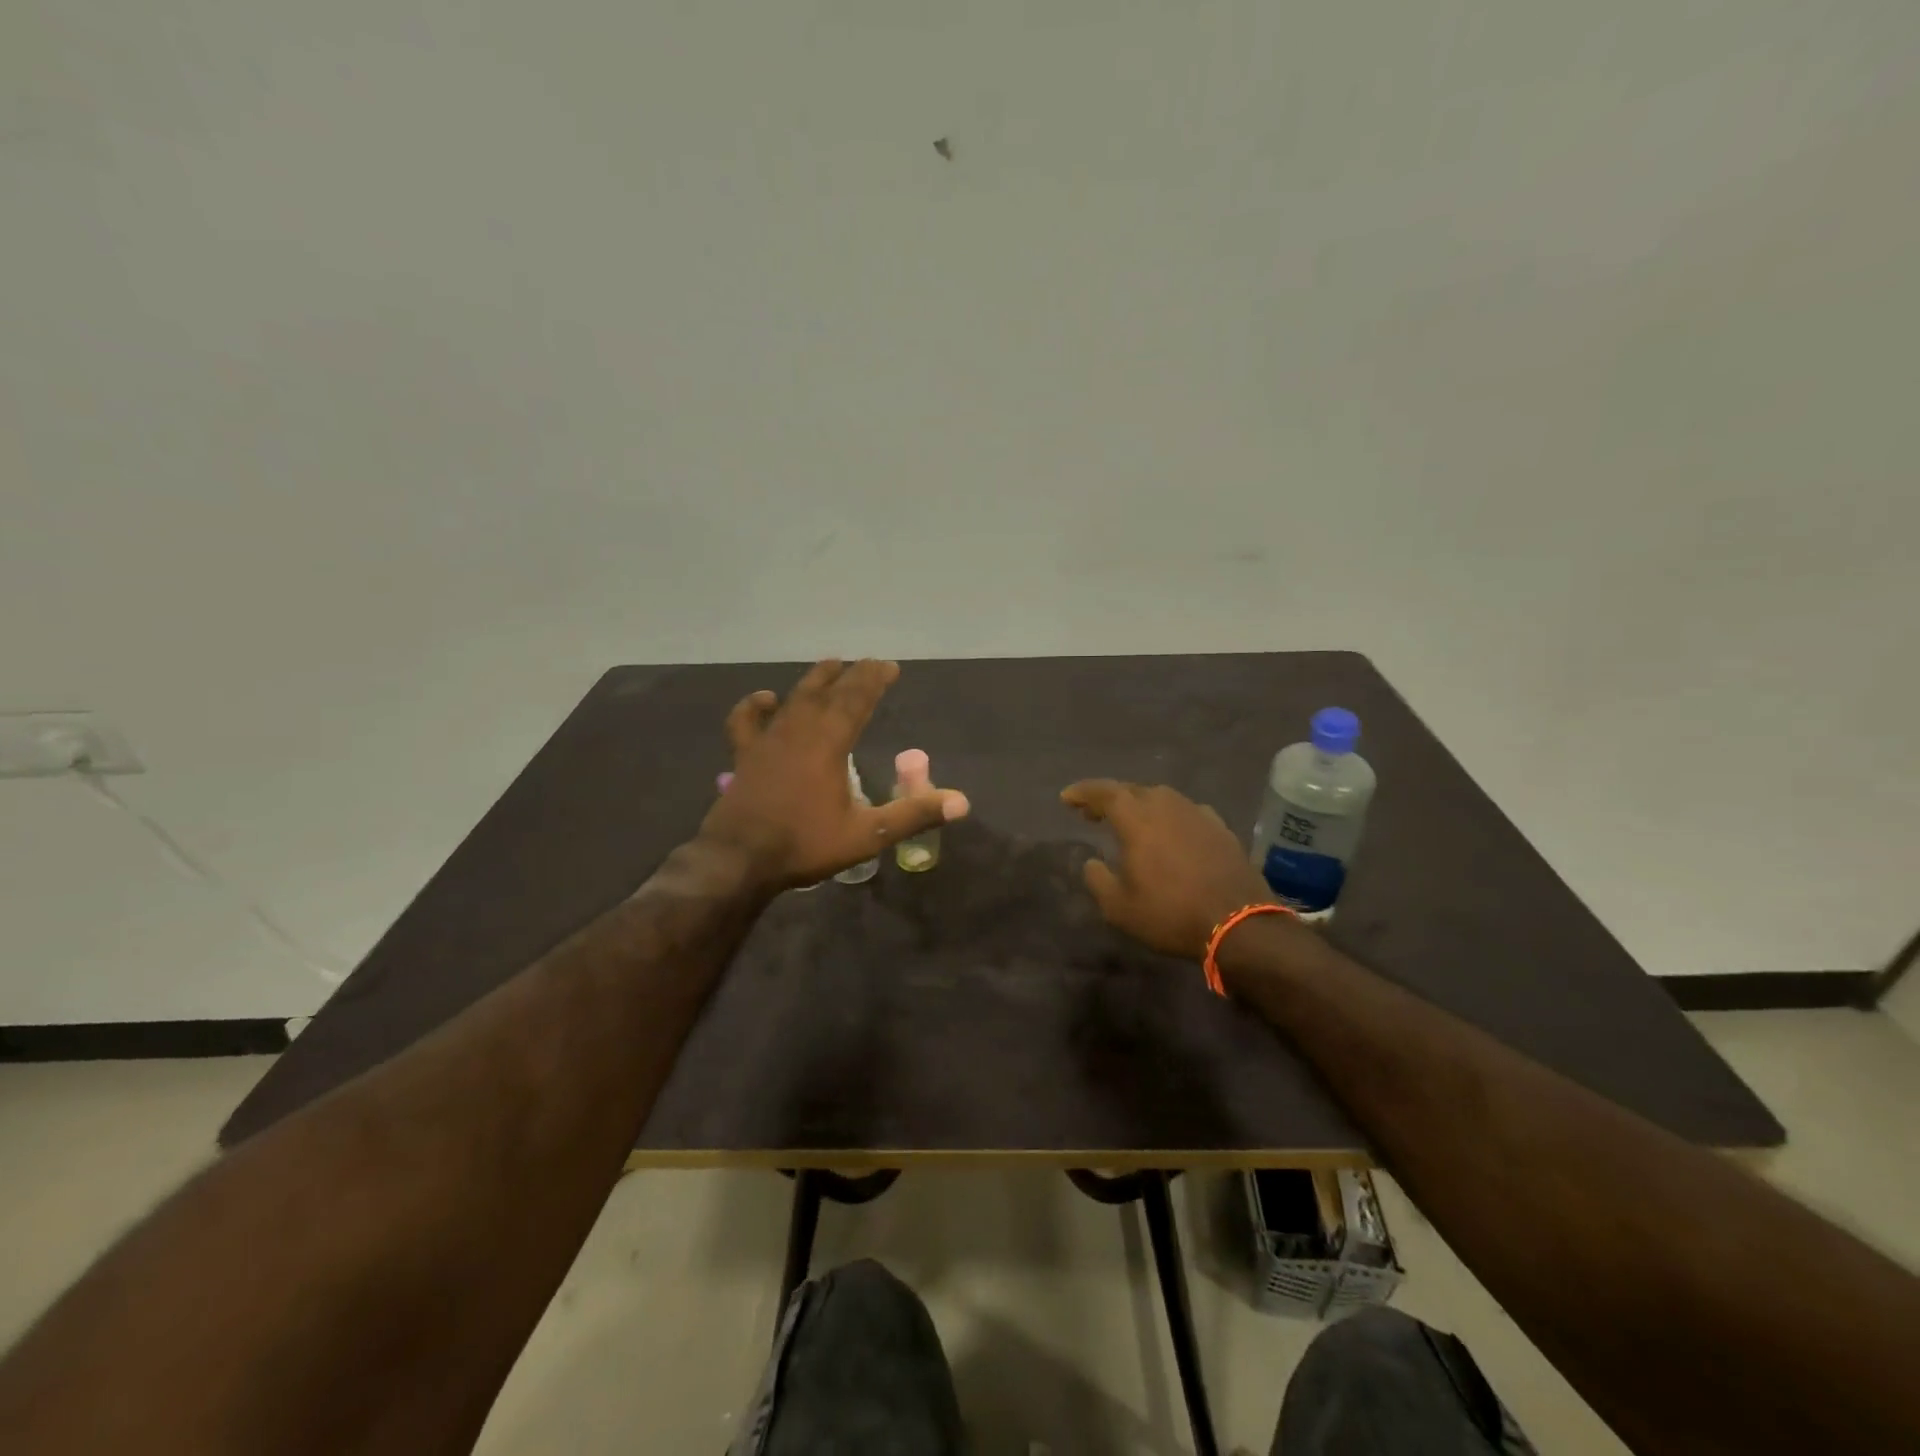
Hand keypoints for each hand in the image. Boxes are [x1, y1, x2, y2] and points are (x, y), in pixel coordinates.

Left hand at [700, 659, 969, 889]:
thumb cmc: (805, 844)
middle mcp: (799, 731)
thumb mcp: (867, 834)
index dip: (874, 679)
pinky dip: (755, 705)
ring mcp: (768, 741)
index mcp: (829, 743)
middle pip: (828, 692)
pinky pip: (746, 721)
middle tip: (868, 664)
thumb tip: (962, 802)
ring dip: (814, 680)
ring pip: (794, 699)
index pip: (856, 699)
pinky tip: (766, 698)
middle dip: (851, 676)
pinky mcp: (745, 756)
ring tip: (830, 665)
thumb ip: (913, 815)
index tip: (890, 666)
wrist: (739, 860)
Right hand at [1060, 780, 1275, 959]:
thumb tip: (1092, 862)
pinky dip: (1170, 817)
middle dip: (1109, 798)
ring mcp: (1198, 814)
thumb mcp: (1119, 907)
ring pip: (1162, 798)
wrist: (1240, 924)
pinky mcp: (1221, 828)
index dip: (1083, 792)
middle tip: (1092, 812)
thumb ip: (1098, 879)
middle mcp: (1167, 806)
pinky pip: (1187, 812)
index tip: (1066, 798)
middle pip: (1132, 790)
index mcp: (1137, 818)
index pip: (1104, 792)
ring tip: (1130, 821)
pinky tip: (1171, 832)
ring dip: (1141, 805)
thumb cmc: (1170, 913)